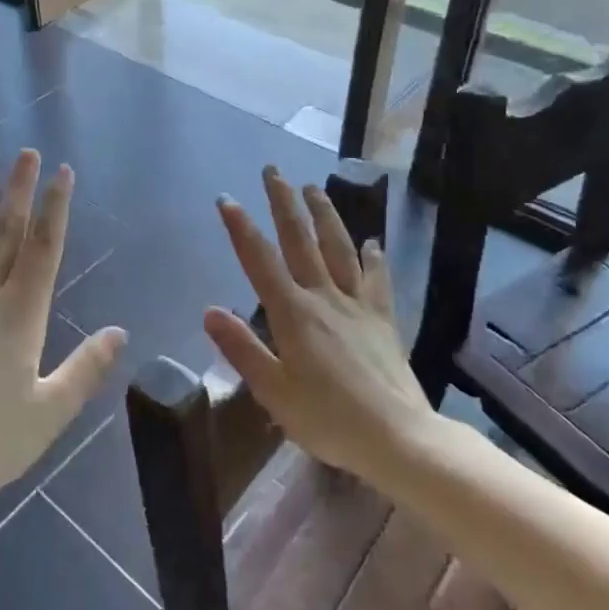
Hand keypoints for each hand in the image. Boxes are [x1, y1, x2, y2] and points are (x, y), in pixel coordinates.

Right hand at [203, 167, 440, 486]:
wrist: (399, 438)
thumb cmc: (328, 419)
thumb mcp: (274, 391)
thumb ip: (241, 348)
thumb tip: (209, 311)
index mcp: (293, 314)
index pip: (260, 261)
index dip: (241, 228)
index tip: (226, 199)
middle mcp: (324, 298)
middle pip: (301, 241)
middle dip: (284, 203)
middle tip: (274, 171)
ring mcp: (357, 306)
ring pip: (339, 249)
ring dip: (325, 215)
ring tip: (314, 188)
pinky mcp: (383, 320)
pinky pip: (377, 280)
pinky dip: (373, 258)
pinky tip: (372, 242)